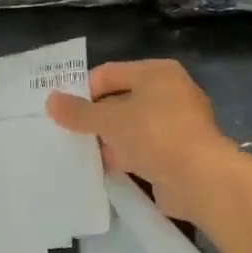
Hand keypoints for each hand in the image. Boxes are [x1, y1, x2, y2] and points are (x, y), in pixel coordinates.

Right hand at [46, 59, 239, 222]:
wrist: (200, 179)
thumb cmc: (154, 135)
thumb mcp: (109, 120)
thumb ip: (79, 112)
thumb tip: (50, 101)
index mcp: (157, 73)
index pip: (109, 73)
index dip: (83, 91)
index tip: (62, 112)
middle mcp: (170, 92)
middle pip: (120, 100)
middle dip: (95, 118)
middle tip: (67, 134)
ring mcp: (177, 124)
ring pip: (131, 127)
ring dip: (108, 140)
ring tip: (80, 153)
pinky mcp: (178, 153)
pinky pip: (143, 149)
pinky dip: (125, 156)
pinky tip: (103, 169)